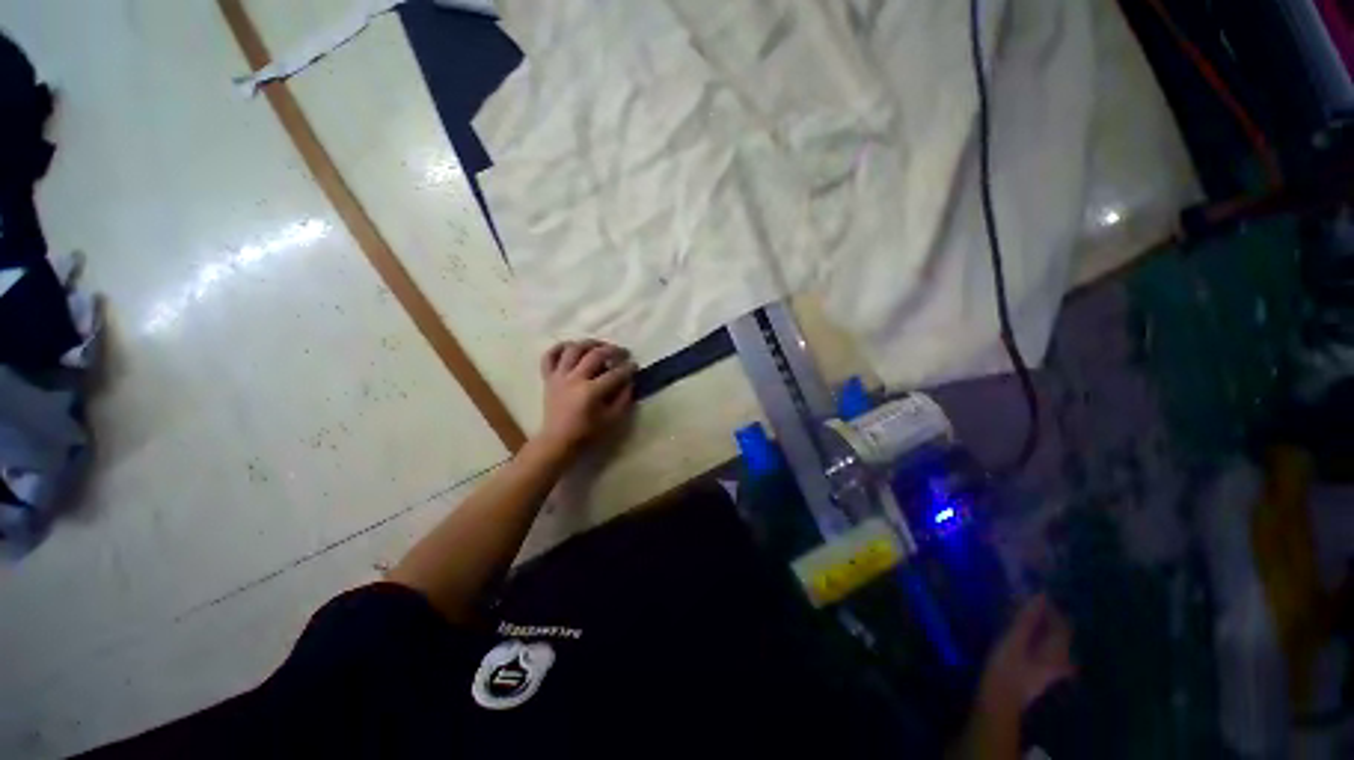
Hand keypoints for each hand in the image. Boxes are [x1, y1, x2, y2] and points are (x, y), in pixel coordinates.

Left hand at [537, 340, 636, 451]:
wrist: (557, 441)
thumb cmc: (587, 433)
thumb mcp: (612, 420)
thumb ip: (623, 399)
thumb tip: (629, 381)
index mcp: (591, 391)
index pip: (615, 373)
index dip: (628, 368)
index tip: (635, 365)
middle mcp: (574, 379)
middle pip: (596, 355)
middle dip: (613, 350)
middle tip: (623, 353)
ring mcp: (559, 376)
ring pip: (573, 349)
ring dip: (589, 343)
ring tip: (600, 346)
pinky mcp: (548, 378)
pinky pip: (549, 356)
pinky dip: (559, 348)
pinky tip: (571, 347)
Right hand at [978, 595, 1075, 717]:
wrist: (997, 702)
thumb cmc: (1006, 670)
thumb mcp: (1014, 642)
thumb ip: (1027, 620)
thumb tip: (1040, 595)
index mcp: (1057, 653)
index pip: (1063, 625)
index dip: (1054, 608)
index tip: (1037, 591)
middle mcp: (1058, 661)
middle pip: (1060, 635)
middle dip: (1049, 617)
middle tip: (1030, 600)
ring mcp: (1048, 669)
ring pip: (1051, 642)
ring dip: (1042, 627)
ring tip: (1025, 613)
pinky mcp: (1036, 672)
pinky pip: (1043, 649)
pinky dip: (1036, 637)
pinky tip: (1024, 634)